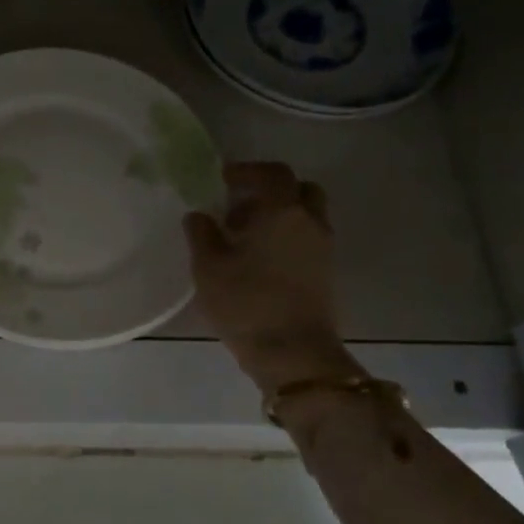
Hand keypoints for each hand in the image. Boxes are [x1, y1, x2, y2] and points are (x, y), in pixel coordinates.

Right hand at [183, 161, 360, 392]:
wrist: (292, 353)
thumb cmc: (246, 303)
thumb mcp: (208, 268)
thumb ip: (201, 235)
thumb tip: (199, 216)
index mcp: (281, 211)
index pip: (273, 173)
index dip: (247, 170)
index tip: (223, 180)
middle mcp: (309, 222)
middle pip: (299, 190)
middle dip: (271, 190)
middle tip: (239, 206)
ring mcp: (322, 249)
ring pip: (305, 216)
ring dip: (279, 216)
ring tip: (244, 237)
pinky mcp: (324, 273)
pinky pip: (307, 239)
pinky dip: (286, 237)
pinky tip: (258, 259)